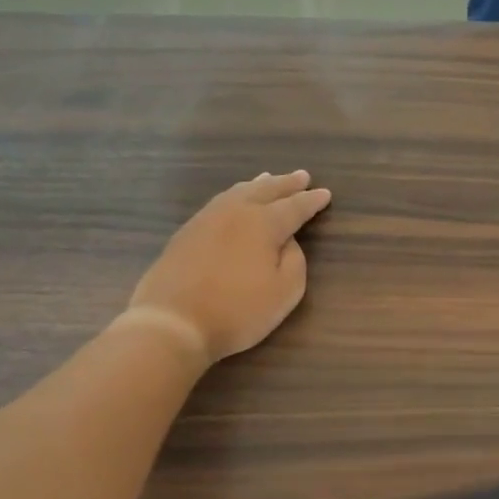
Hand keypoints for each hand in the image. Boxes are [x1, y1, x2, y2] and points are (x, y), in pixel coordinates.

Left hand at [126, 171, 330, 362]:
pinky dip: (235, 195)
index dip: (311, 201)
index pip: (295, 206)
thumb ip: (294, 260)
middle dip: (286, 183)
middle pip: (266, 190)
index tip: (325, 194)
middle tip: (302, 176)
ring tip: (269, 178)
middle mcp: (236, 211)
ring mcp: (207, 218)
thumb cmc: (238, 311)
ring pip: (238, 191)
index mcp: (264, 223)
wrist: (173, 322)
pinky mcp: (187, 232)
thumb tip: (287, 241)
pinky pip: (219, 202)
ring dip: (259, 185)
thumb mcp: (285, 292)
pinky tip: (235, 200)